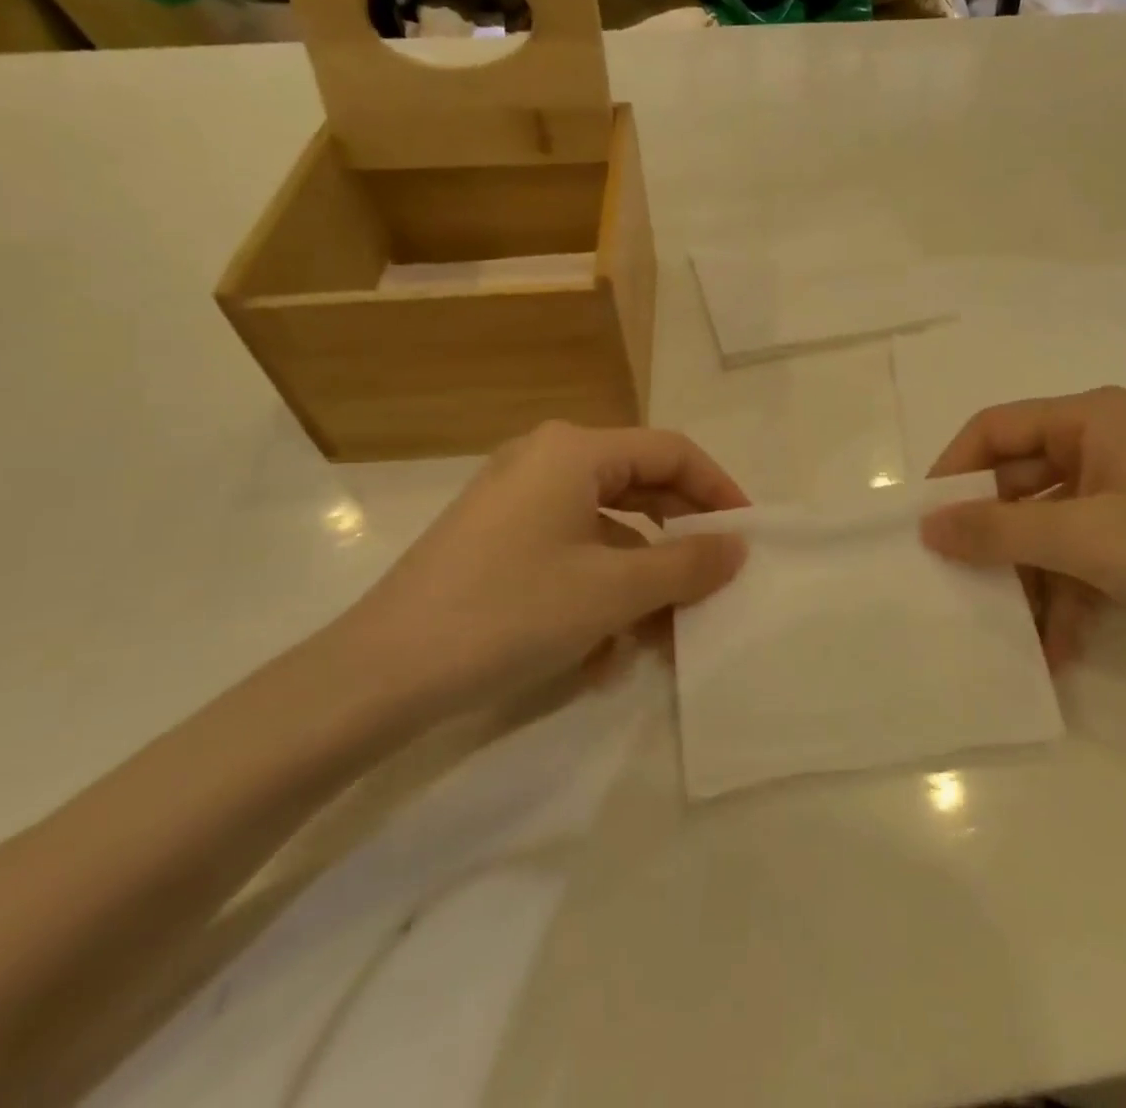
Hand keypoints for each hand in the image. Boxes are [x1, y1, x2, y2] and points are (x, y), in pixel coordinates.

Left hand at [337, 422, 748, 715]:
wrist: (379, 675)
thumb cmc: (510, 612)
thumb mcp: (614, 591)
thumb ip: (687, 564)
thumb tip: (737, 548)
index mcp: (575, 450)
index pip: (671, 452)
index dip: (718, 490)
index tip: (746, 537)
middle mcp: (547, 459)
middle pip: (640, 487)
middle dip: (679, 542)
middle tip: (713, 583)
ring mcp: (517, 499)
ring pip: (607, 528)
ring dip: (641, 578)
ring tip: (663, 635)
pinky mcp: (498, 539)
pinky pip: (571, 550)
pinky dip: (598, 590)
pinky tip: (603, 650)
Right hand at [921, 387, 1125, 662]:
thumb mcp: (1085, 539)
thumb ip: (998, 530)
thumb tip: (927, 525)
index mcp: (1089, 418)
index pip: (994, 428)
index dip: (954, 472)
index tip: (925, 523)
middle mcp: (1102, 443)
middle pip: (1019, 481)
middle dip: (994, 539)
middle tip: (959, 583)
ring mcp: (1124, 489)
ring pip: (1049, 525)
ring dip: (1031, 579)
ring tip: (1015, 635)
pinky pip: (1084, 553)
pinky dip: (1068, 594)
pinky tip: (1060, 648)